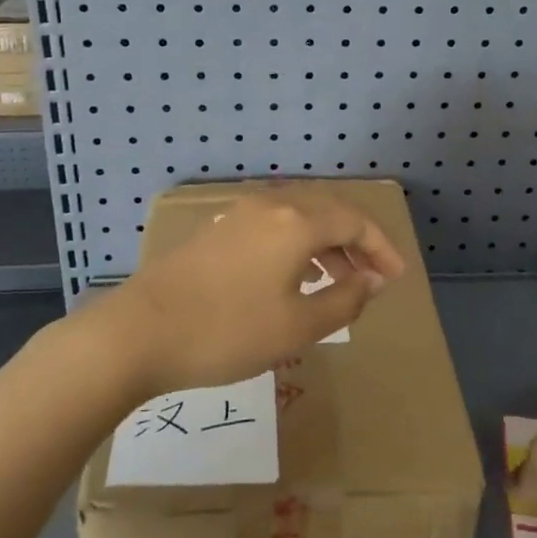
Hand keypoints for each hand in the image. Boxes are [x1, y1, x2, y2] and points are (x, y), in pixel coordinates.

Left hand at [101, 188, 406, 395]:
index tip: (397, 278)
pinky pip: (272, 228)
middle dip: (355, 243)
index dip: (381, 247)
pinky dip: (296, 247)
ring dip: (325, 245)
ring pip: (297, 219)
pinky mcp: (216, 232)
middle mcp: (269, 206)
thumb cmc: (227, 330)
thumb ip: (345, 300)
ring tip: (338, 281)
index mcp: (295, 221)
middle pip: (326, 212)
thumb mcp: (297, 326)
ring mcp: (238, 215)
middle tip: (373, 277)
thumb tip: (372, 280)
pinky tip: (292, 279)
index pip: (354, 222)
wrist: (139, 332)